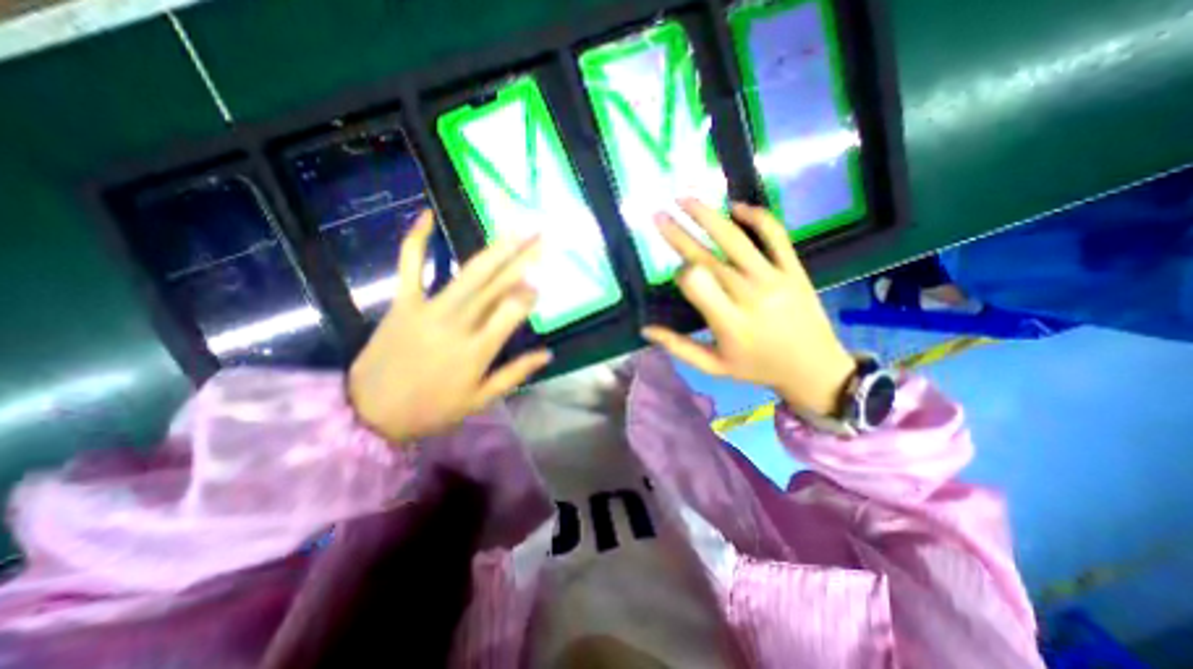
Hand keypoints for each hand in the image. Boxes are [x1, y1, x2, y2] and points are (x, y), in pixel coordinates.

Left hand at [346, 209, 549, 444]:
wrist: (370, 413)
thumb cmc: (432, 409)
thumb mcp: (480, 400)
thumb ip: (516, 374)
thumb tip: (548, 354)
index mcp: (477, 350)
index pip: (511, 312)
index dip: (529, 293)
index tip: (543, 278)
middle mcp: (458, 324)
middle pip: (496, 285)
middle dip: (523, 258)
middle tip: (542, 235)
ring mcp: (429, 308)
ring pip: (468, 273)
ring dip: (494, 249)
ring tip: (516, 228)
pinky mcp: (403, 302)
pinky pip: (410, 266)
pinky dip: (416, 240)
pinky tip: (426, 215)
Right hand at [644, 198, 857, 414]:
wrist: (814, 368)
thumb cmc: (757, 368)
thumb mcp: (713, 367)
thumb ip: (678, 347)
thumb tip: (645, 329)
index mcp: (729, 324)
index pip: (696, 285)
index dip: (681, 275)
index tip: (677, 274)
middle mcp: (749, 296)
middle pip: (708, 258)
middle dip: (679, 235)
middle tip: (658, 215)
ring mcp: (775, 279)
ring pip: (736, 240)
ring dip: (708, 216)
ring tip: (685, 198)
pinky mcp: (794, 269)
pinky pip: (775, 236)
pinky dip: (757, 217)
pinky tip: (737, 207)